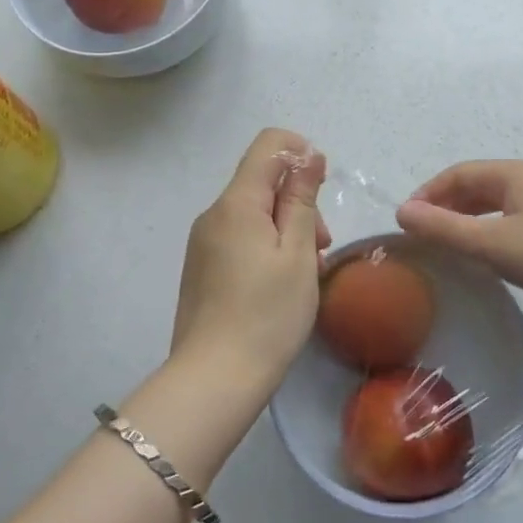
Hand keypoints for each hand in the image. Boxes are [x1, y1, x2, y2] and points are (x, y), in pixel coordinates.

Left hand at [170, 128, 329, 381]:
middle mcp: (213, 214)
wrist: (215, 377)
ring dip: (285, 228)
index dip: (300, 152)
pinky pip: (239, 237)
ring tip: (304, 272)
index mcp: (236, 203)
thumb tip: (308, 154)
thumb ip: (302, 199)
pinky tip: (279, 284)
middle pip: (261, 181)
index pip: (268, 145)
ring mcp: (203, 242)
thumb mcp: (298, 252)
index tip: (321, 189)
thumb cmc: (268, 314)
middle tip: (319, 246)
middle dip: (297, 201)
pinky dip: (265, 247)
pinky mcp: (201, 267)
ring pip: (252, 212)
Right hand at [395, 160, 522, 325]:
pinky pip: (512, 220)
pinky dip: (489, 231)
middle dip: (445, 206)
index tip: (406, 221)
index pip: (457, 174)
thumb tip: (402, 211)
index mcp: (513, 174)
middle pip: (476, 186)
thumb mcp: (491, 245)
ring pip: (495, 205)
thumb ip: (443, 228)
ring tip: (448, 245)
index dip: (427, 193)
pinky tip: (488, 254)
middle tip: (423, 235)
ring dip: (466, 220)